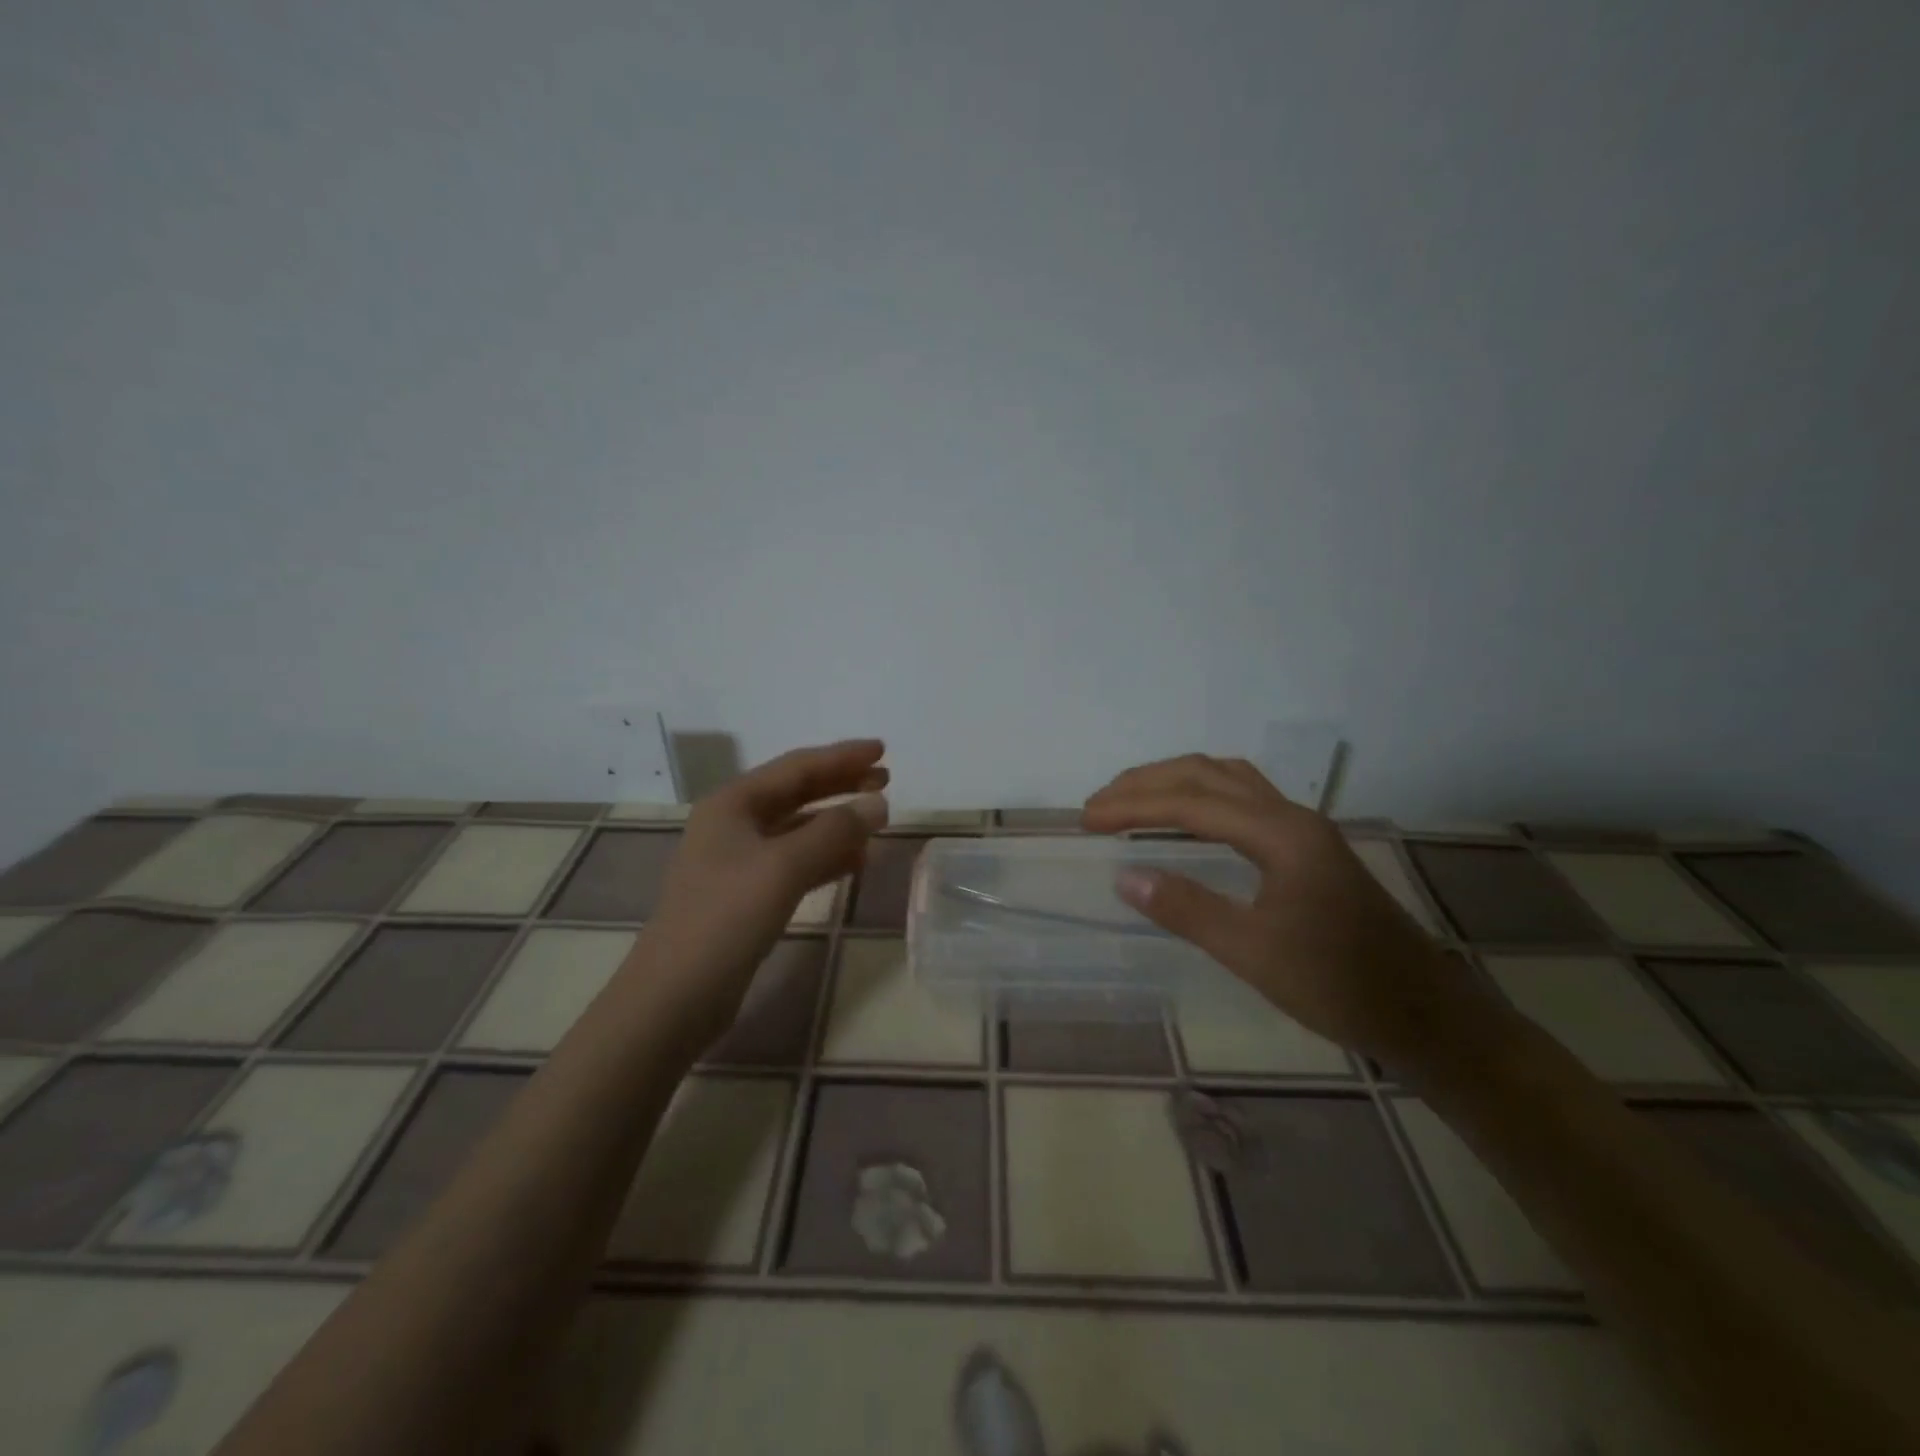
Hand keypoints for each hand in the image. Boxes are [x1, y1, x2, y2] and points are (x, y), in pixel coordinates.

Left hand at [641, 738, 888, 1039]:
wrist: (676, 994)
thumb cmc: (726, 917)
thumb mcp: (784, 867)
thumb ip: (835, 831)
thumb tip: (879, 803)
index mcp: (733, 803)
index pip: (796, 767)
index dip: (842, 757)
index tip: (883, 750)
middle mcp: (733, 824)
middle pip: (797, 793)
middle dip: (841, 785)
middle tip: (886, 780)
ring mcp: (738, 861)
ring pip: (798, 829)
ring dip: (837, 822)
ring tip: (878, 820)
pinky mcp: (746, 895)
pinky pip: (794, 862)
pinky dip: (825, 857)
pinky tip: (855, 861)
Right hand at [1082, 754, 1495, 1067]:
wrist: (1425, 1014)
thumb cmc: (1339, 986)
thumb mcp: (1254, 953)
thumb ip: (1187, 909)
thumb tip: (1124, 876)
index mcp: (1280, 834)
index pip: (1191, 803)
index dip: (1133, 806)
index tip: (1087, 819)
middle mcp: (1292, 816)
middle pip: (1208, 775)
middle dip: (1148, 783)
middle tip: (1099, 805)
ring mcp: (1303, 829)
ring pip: (1228, 781)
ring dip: (1175, 782)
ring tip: (1132, 802)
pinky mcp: (1307, 848)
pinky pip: (1242, 800)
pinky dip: (1201, 797)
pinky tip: (1187, 820)